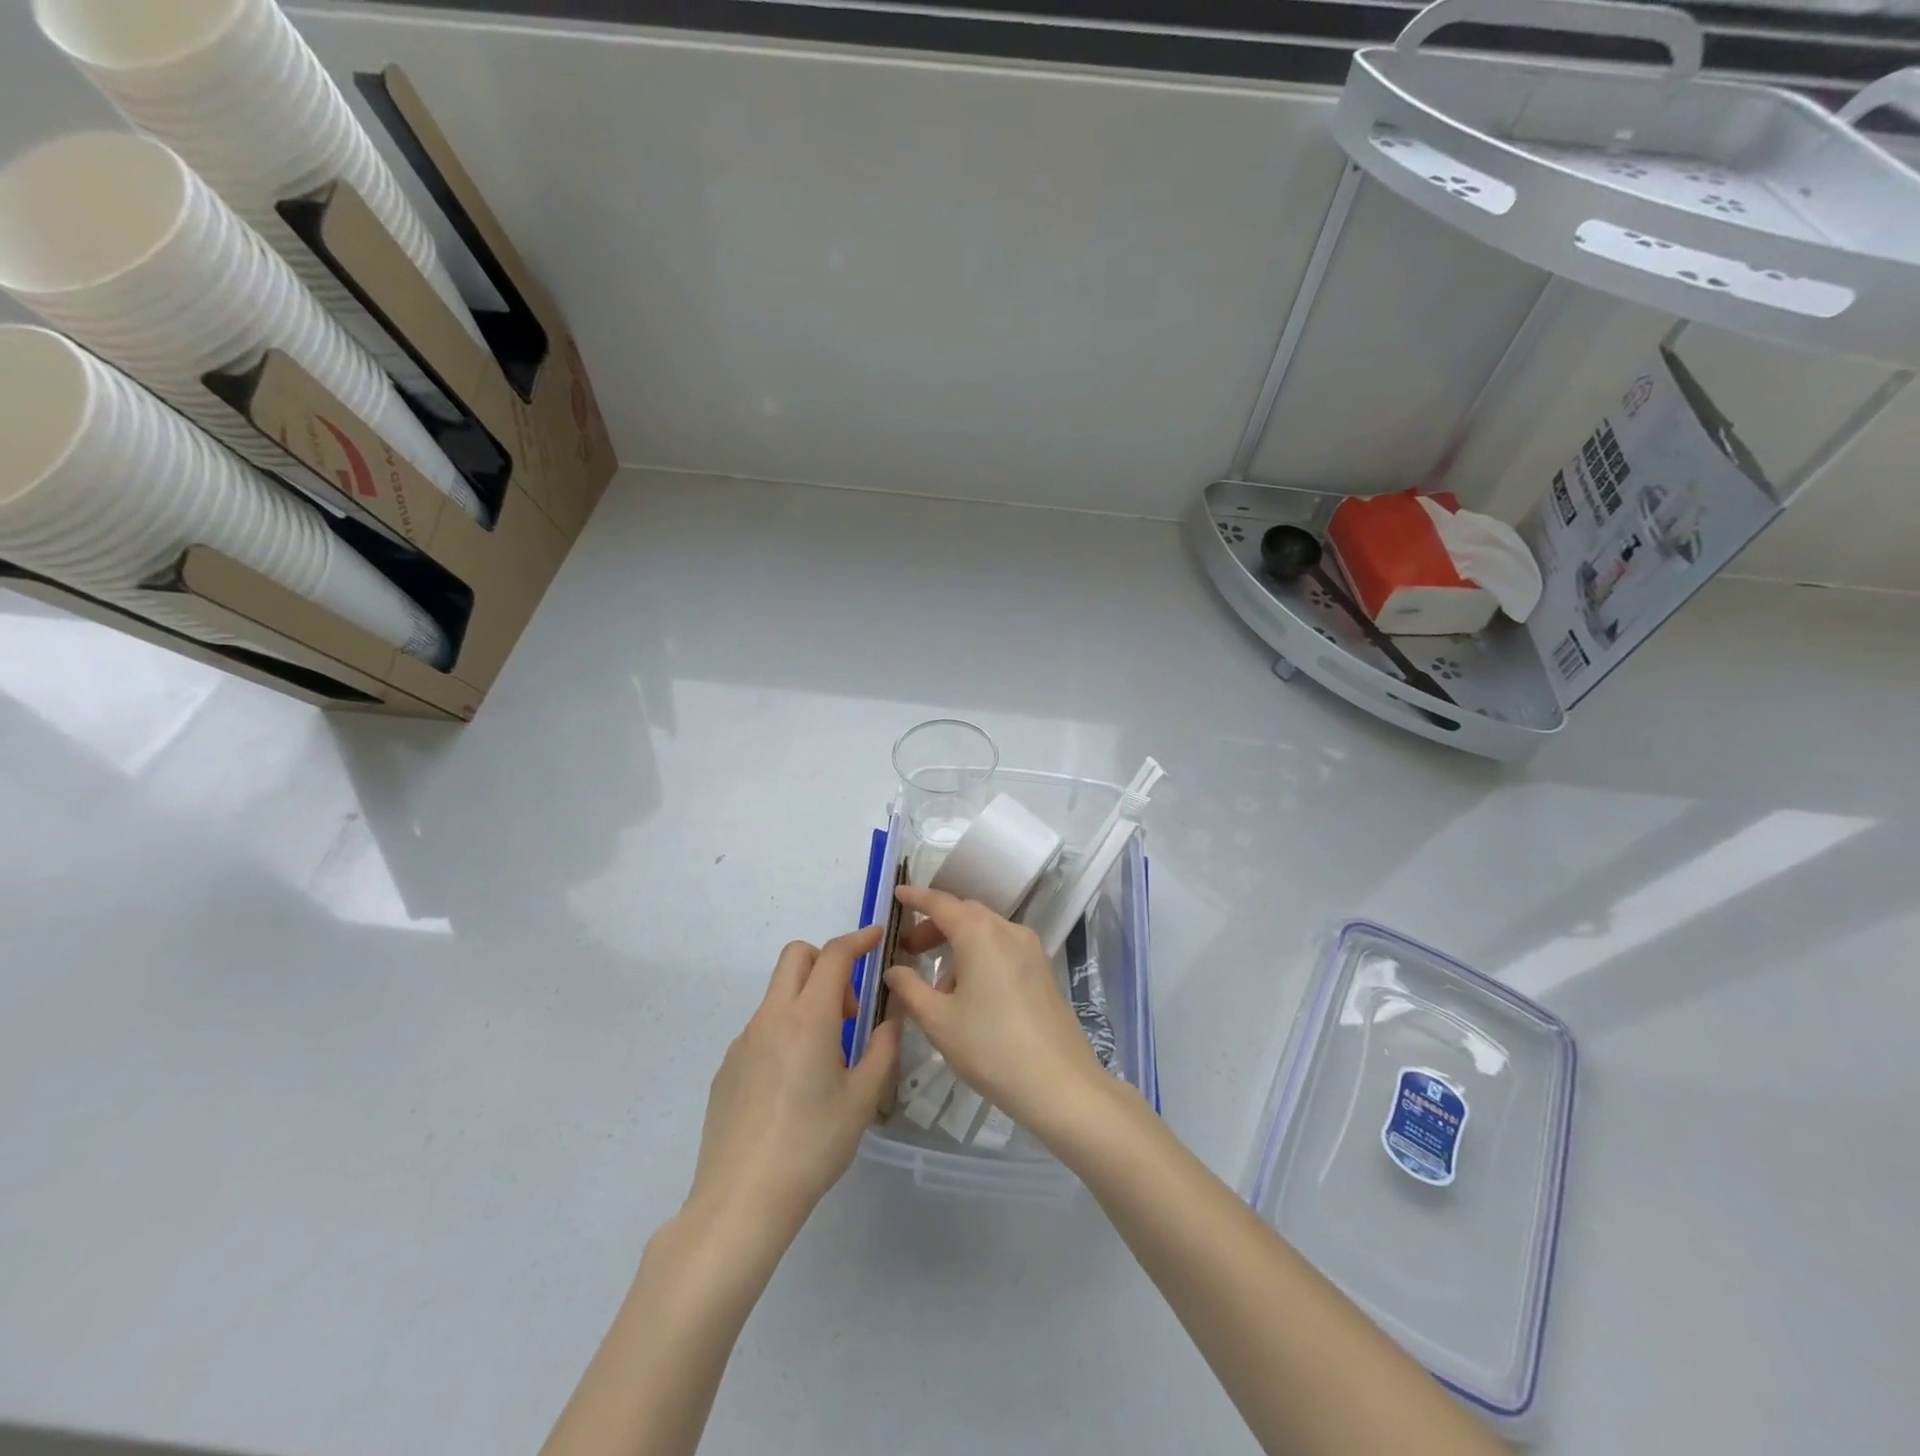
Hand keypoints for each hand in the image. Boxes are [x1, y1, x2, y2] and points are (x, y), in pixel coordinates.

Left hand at [688, 928, 900, 1241]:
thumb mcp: (862, 1100)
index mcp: (809, 1018)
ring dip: (807, 1001)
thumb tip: (890, 1023)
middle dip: (827, 962)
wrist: (741, 1200)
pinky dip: (785, 1032)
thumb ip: (882, 1051)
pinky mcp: (728, 1067)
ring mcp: (744, 1041)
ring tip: (826, 1057)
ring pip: (778, 994)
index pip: (834, 955)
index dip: (858, 939)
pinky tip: (794, 1085)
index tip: (876, 937)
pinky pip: (762, 1029)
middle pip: (796, 957)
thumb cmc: (812, 1146)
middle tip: (849, 1008)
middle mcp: (772, 1017)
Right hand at [881, 885, 1104, 1136]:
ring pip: (986, 932)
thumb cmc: (991, 1048)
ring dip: (958, 944)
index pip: (942, 903)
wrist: (1060, 1084)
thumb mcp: (939, 1021)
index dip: (917, 897)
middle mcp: (1008, 931)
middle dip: (936, 925)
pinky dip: (980, 956)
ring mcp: (1031, 950)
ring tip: (938, 987)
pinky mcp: (1043, 970)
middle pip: (966, 914)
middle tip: (910, 949)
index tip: (897, 894)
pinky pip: (1003, 948)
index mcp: (980, 934)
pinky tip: (970, 995)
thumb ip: (910, 989)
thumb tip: (895, 970)